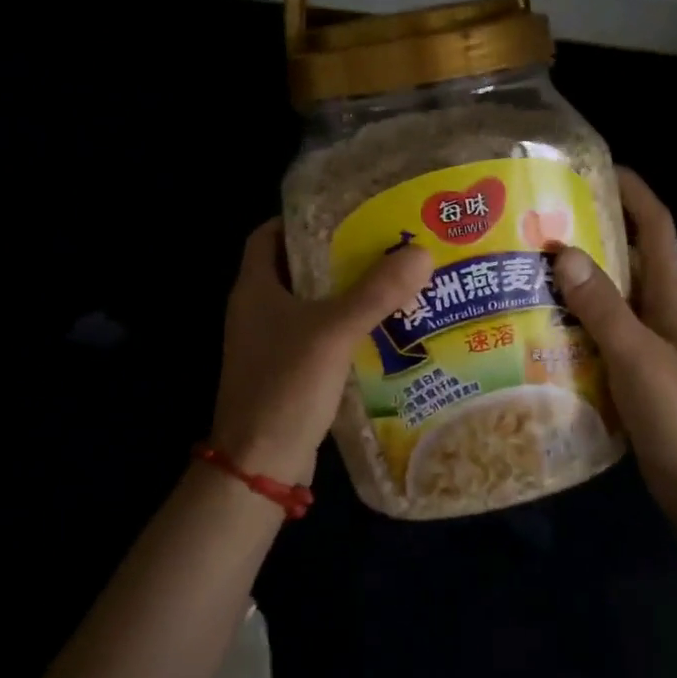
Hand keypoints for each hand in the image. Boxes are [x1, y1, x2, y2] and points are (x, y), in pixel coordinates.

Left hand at [208, 219, 434, 483]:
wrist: (260, 465)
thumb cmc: (285, 386)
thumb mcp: (334, 332)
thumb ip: (376, 292)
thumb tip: (422, 253)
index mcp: (255, 288)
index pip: (268, 234)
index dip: (300, 219)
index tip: (344, 212)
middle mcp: (257, 311)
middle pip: (295, 267)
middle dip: (336, 255)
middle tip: (382, 243)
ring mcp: (270, 344)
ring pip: (310, 304)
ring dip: (345, 293)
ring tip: (392, 280)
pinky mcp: (287, 372)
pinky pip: (319, 337)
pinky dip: (345, 328)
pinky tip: (382, 328)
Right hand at [552, 168, 676, 519]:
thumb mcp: (636, 356)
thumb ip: (602, 308)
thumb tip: (562, 252)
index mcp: (669, 295)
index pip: (656, 226)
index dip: (632, 191)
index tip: (594, 169)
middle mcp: (657, 308)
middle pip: (626, 253)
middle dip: (589, 230)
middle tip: (536, 219)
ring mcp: (643, 338)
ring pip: (606, 292)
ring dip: (573, 275)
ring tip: (523, 264)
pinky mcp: (627, 366)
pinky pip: (594, 327)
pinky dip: (568, 317)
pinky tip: (532, 322)